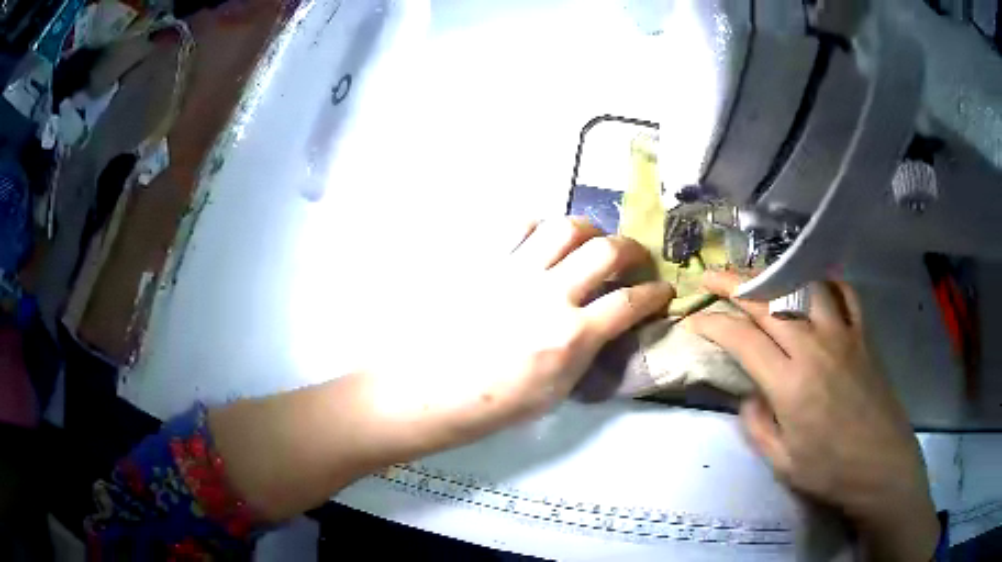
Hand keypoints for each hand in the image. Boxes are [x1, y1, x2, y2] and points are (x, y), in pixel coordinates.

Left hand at [362, 217, 674, 451]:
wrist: (433, 390)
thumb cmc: (495, 404)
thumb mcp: (557, 391)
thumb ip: (587, 351)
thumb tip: (606, 325)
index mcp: (571, 337)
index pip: (629, 302)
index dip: (655, 294)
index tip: (663, 290)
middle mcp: (550, 295)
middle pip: (606, 250)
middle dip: (633, 249)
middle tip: (635, 259)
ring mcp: (516, 273)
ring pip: (566, 227)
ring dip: (590, 230)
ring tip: (592, 242)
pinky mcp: (487, 263)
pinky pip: (521, 227)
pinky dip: (542, 228)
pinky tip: (545, 241)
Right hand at [687, 271, 938, 560]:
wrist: (881, 466)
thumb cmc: (829, 472)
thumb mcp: (781, 461)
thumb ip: (757, 424)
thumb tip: (749, 394)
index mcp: (790, 383)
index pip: (742, 338)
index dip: (712, 324)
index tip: (694, 320)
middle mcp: (814, 347)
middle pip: (769, 301)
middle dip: (733, 284)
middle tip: (709, 276)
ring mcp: (843, 335)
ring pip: (805, 287)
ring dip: (776, 276)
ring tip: (758, 277)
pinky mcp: (863, 336)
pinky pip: (845, 294)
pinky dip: (827, 283)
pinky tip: (816, 285)